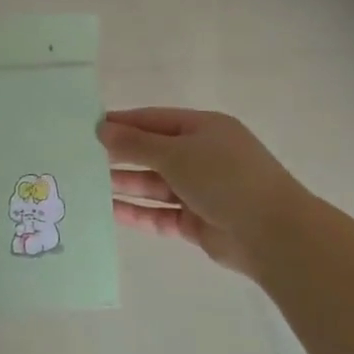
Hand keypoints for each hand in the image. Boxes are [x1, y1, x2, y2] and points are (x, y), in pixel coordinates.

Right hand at [99, 108, 305, 276]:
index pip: (154, 120)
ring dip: (124, 184)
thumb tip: (102, 129)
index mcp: (204, 129)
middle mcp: (202, 157)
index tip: (88, 126)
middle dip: (120, 155)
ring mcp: (200, 191)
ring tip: (87, 185)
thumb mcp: (176, 153)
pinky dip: (137, 212)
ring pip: (154, 185)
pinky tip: (108, 211)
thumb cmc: (224, 178)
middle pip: (153, 152)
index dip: (122, 122)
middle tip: (81, 157)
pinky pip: (160, 214)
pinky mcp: (197, 222)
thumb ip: (136, 143)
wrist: (273, 234)